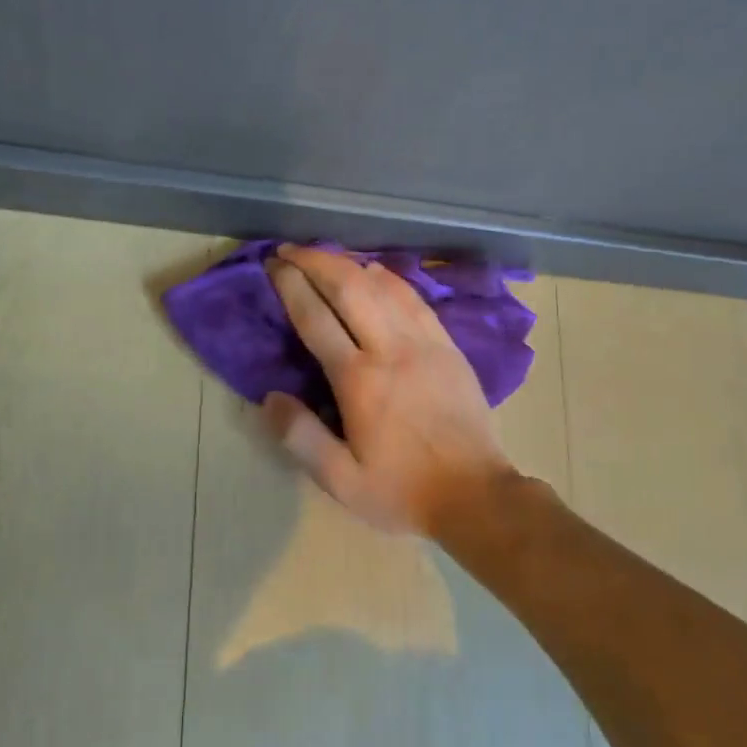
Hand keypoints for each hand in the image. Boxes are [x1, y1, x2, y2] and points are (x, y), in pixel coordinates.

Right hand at [264, 245, 521, 537]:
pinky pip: (415, 298)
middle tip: (290, 250)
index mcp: (360, 380)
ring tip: (325, 256)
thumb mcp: (341, 481)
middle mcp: (391, 349)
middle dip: (316, 260)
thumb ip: (300, 437)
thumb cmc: (403, 491)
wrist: (476, 495)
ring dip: (350, 263)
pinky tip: (375, 272)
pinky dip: (389, 277)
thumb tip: (269, 397)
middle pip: (350, 286)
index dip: (290, 285)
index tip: (273, 265)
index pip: (316, 317)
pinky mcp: (449, 346)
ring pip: (384, 284)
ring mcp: (426, 343)